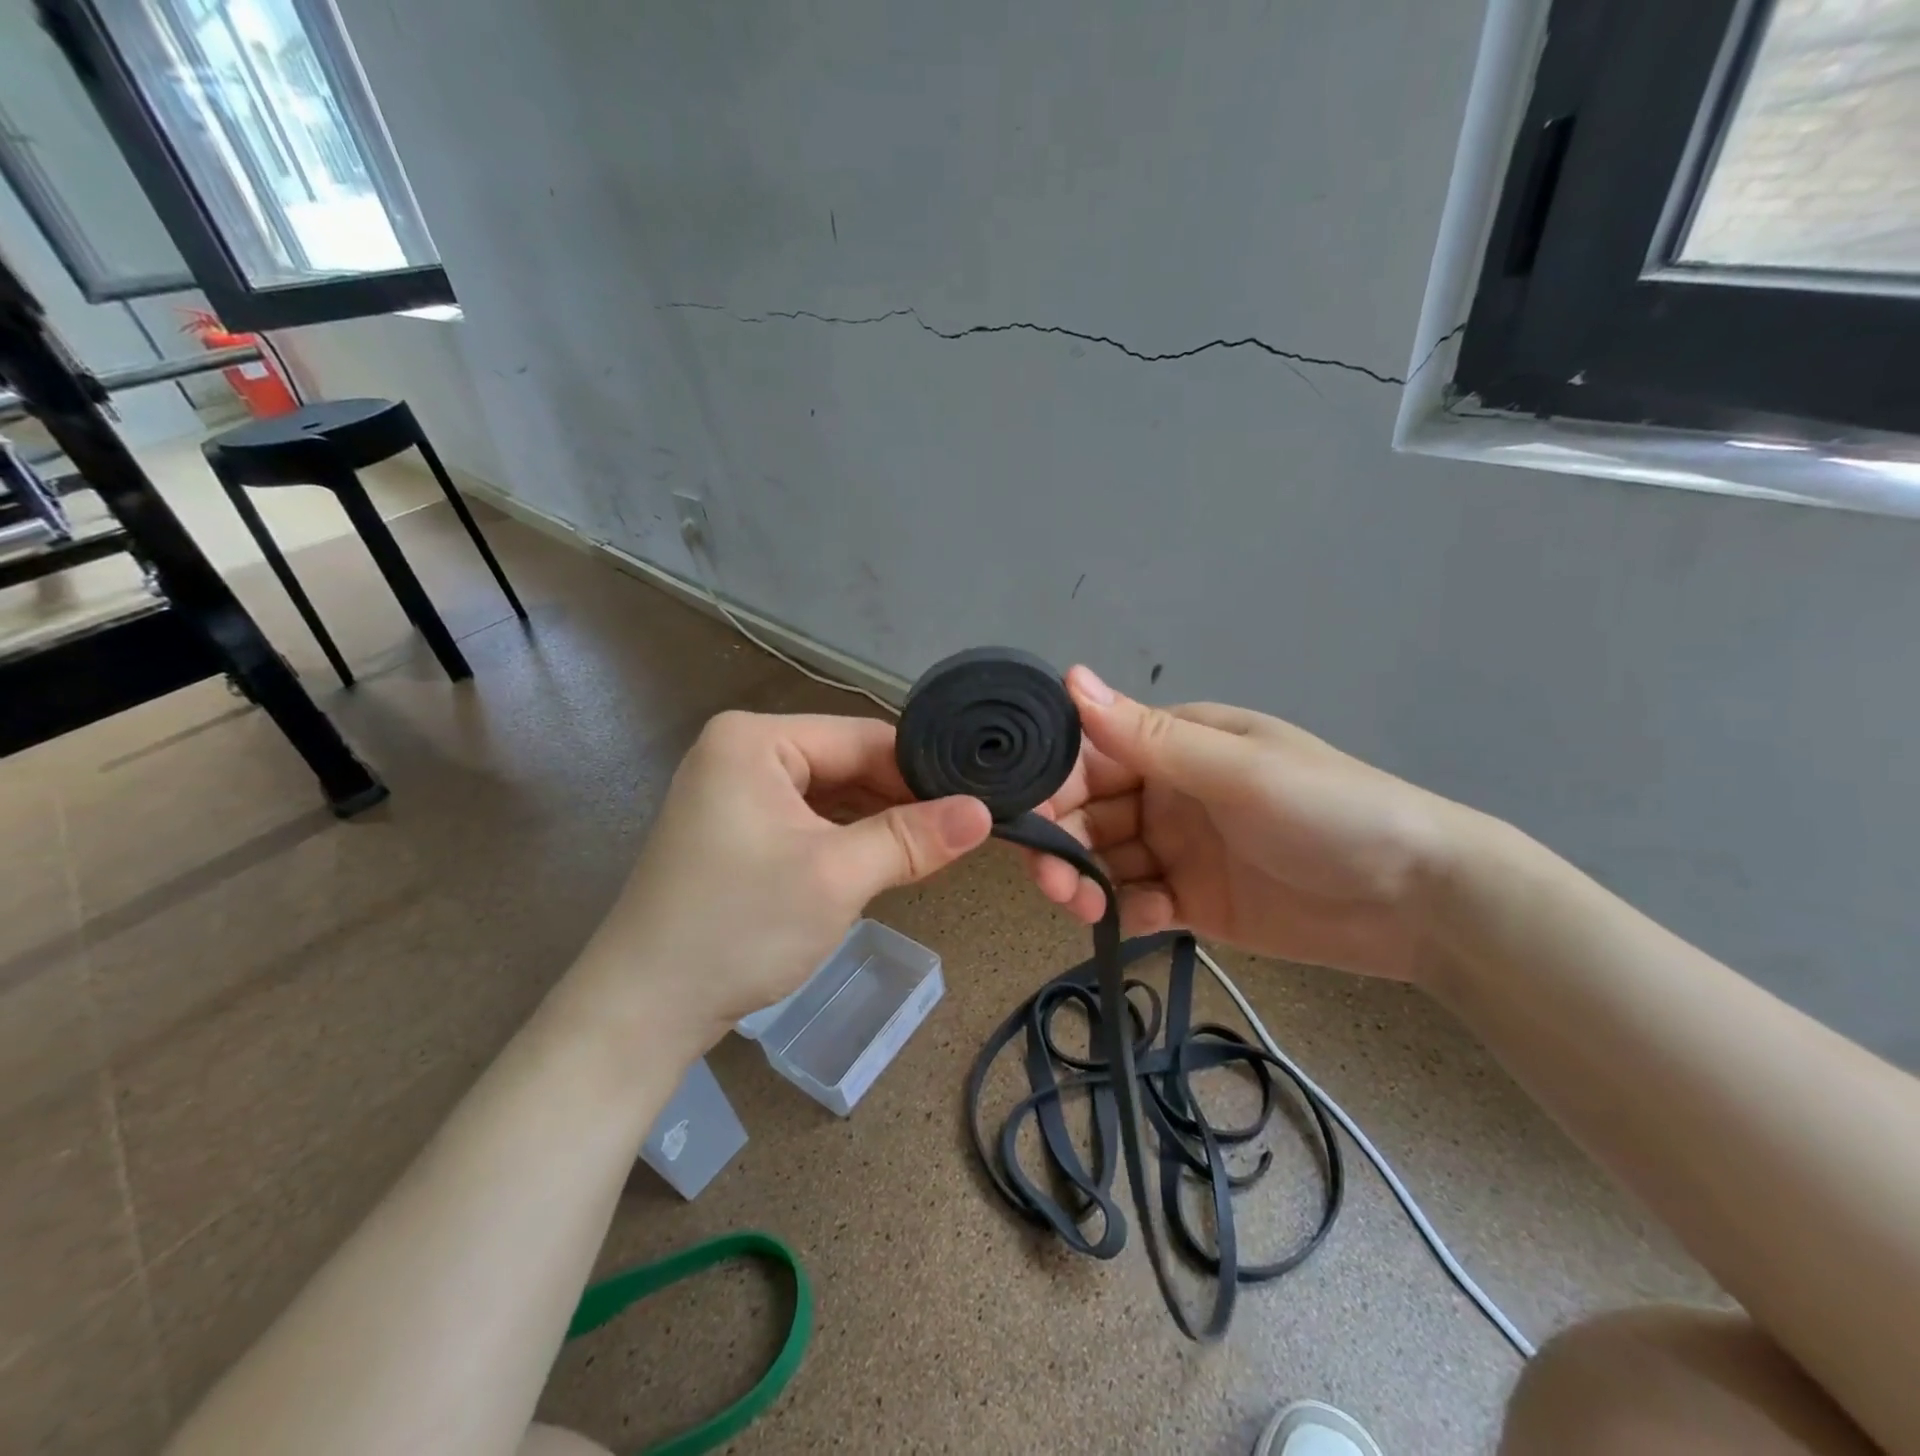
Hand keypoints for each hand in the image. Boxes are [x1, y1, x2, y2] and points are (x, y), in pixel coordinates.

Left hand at [565, 711, 991, 1050]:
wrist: (642, 1011)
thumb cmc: (738, 928)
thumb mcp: (836, 877)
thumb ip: (912, 838)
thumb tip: (984, 813)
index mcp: (755, 739)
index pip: (863, 738)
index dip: (922, 771)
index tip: (978, 801)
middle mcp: (743, 752)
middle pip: (847, 763)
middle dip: (901, 801)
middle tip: (964, 831)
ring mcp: (737, 791)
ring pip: (832, 794)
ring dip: (878, 823)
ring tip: (935, 847)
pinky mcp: (738, 830)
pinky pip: (810, 820)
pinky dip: (847, 840)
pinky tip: (885, 859)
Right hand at [1025, 667, 1468, 981]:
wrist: (1419, 899)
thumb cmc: (1327, 811)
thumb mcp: (1235, 770)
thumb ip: (1148, 736)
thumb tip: (1070, 677)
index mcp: (1174, 745)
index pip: (1091, 756)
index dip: (1053, 783)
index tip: (1023, 818)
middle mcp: (1168, 791)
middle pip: (1089, 813)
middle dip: (1061, 841)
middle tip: (1050, 881)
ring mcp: (1178, 849)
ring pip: (1104, 860)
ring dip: (1083, 881)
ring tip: (1082, 907)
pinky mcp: (1193, 901)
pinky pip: (1138, 901)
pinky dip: (1124, 911)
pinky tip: (1132, 921)